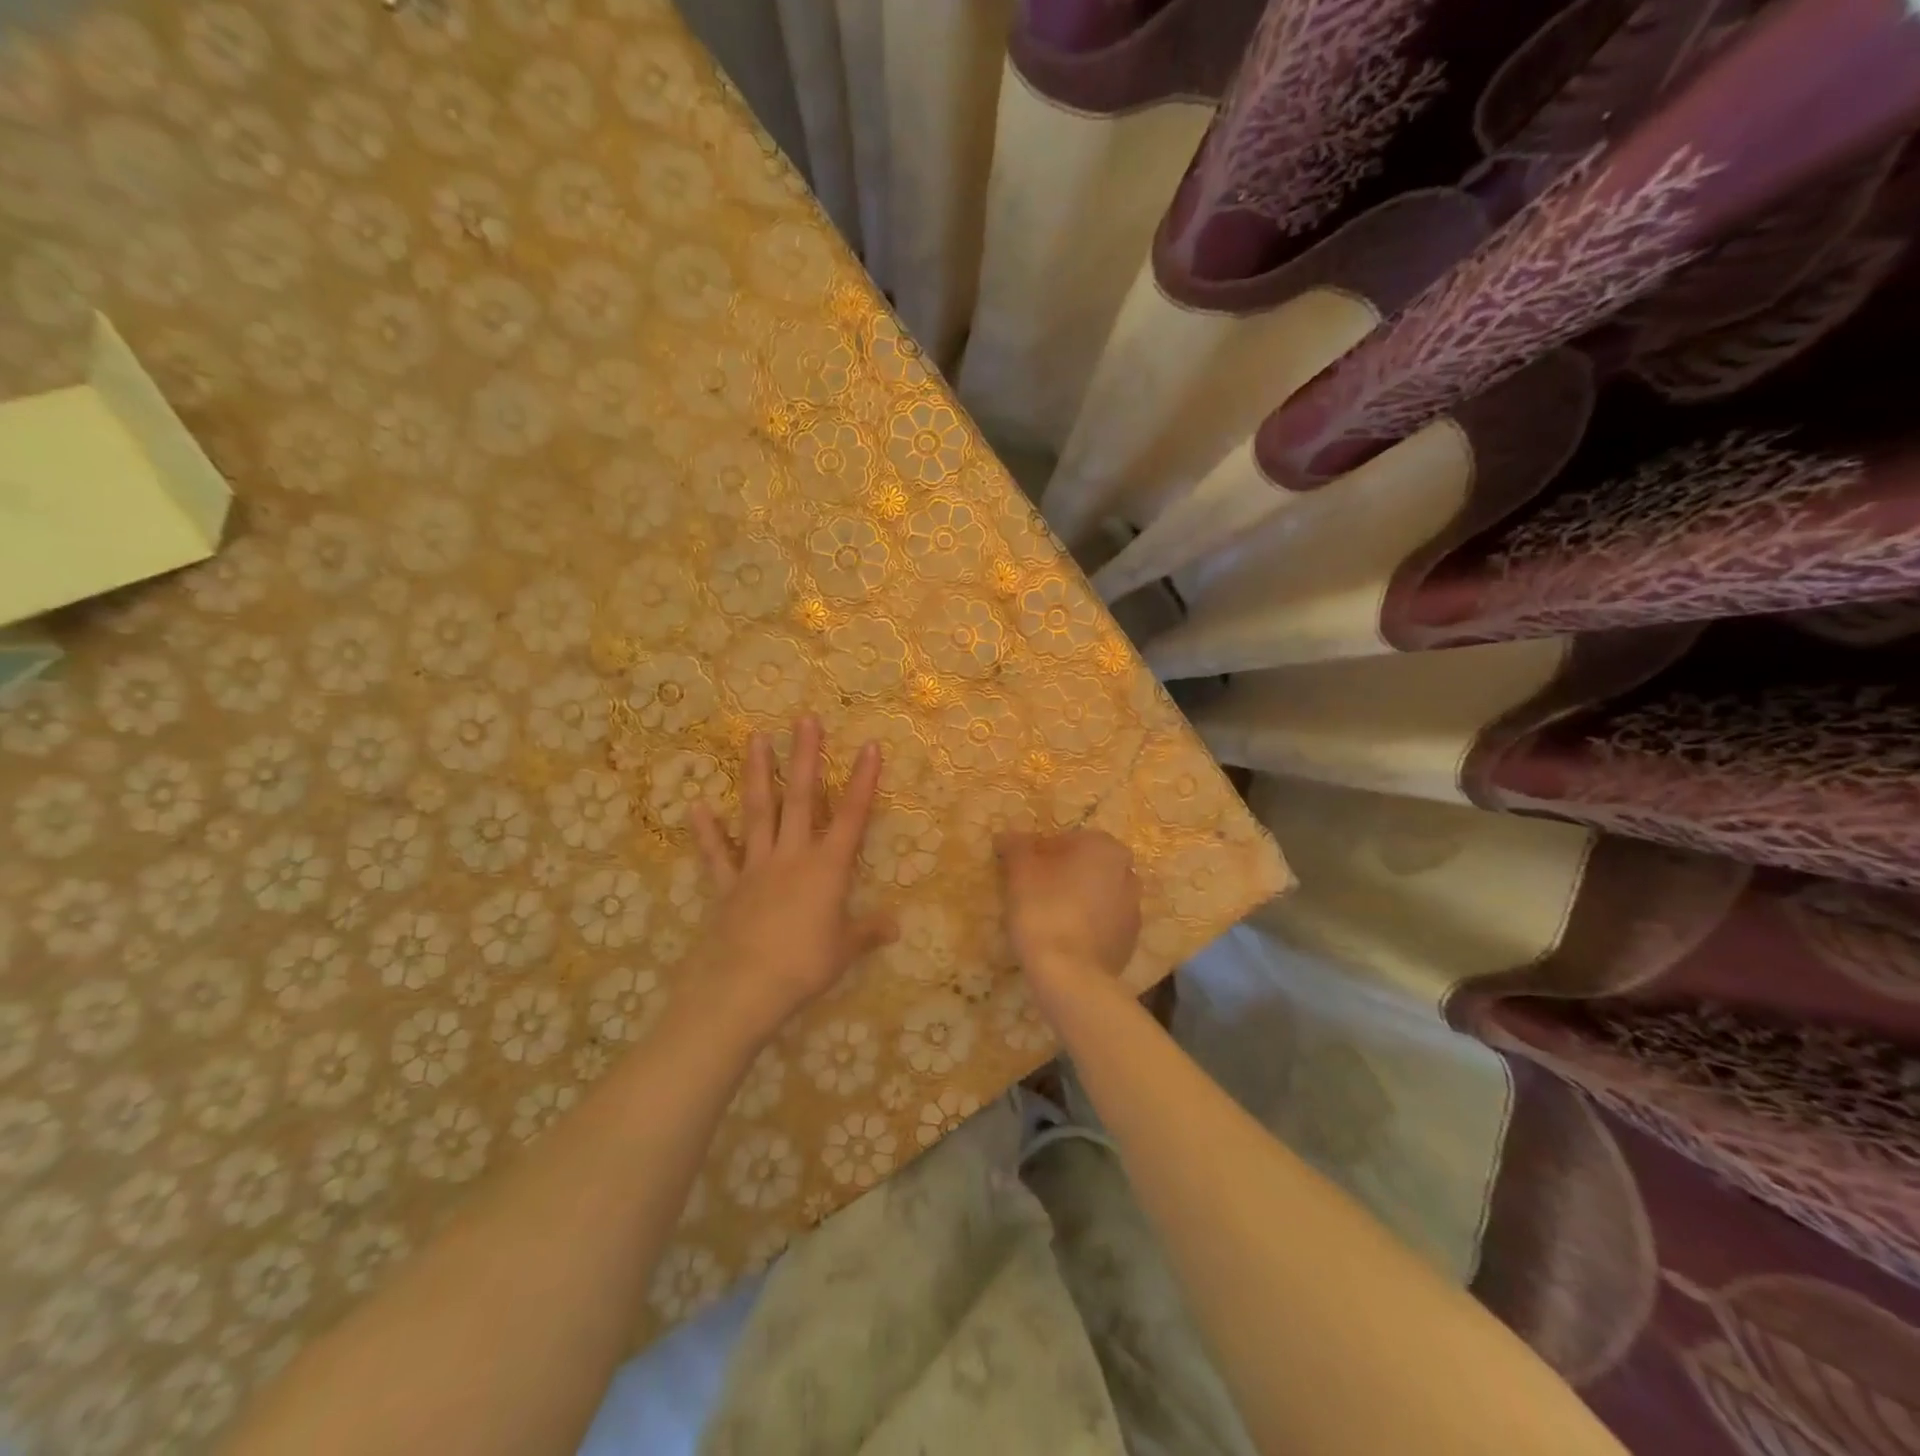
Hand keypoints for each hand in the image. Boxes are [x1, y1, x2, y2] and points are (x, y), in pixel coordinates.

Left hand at [688, 716, 893, 1040]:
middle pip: (802, 798)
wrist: (742, 988)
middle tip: (805, 719)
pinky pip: (716, 855)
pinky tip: (696, 806)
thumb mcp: (844, 951)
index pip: (853, 816)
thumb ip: (868, 932)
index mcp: (827, 868)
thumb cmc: (803, 967)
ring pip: (759, 812)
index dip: (864, 781)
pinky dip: (707, 831)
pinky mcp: (727, 886)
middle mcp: (792, 856)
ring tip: (756, 738)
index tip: (870, 745)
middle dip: (806, 757)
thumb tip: (896, 925)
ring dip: (759, 774)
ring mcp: (755, 867)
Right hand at [995, 830, 1140, 992]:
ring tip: (1046, 920)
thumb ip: (1015, 846)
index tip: (1021, 872)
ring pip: (1096, 895)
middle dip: (1061, 875)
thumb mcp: (1020, 871)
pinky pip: (1102, 924)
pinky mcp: (1130, 942)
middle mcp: (1127, 872)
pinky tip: (1063, 940)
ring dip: (1075, 900)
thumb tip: (1008, 836)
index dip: (1040, 853)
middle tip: (1031, 893)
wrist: (1071, 975)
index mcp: (1104, 847)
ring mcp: (1133, 909)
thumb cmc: (1044, 910)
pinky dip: (1085, 926)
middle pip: (1085, 867)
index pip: (1066, 840)